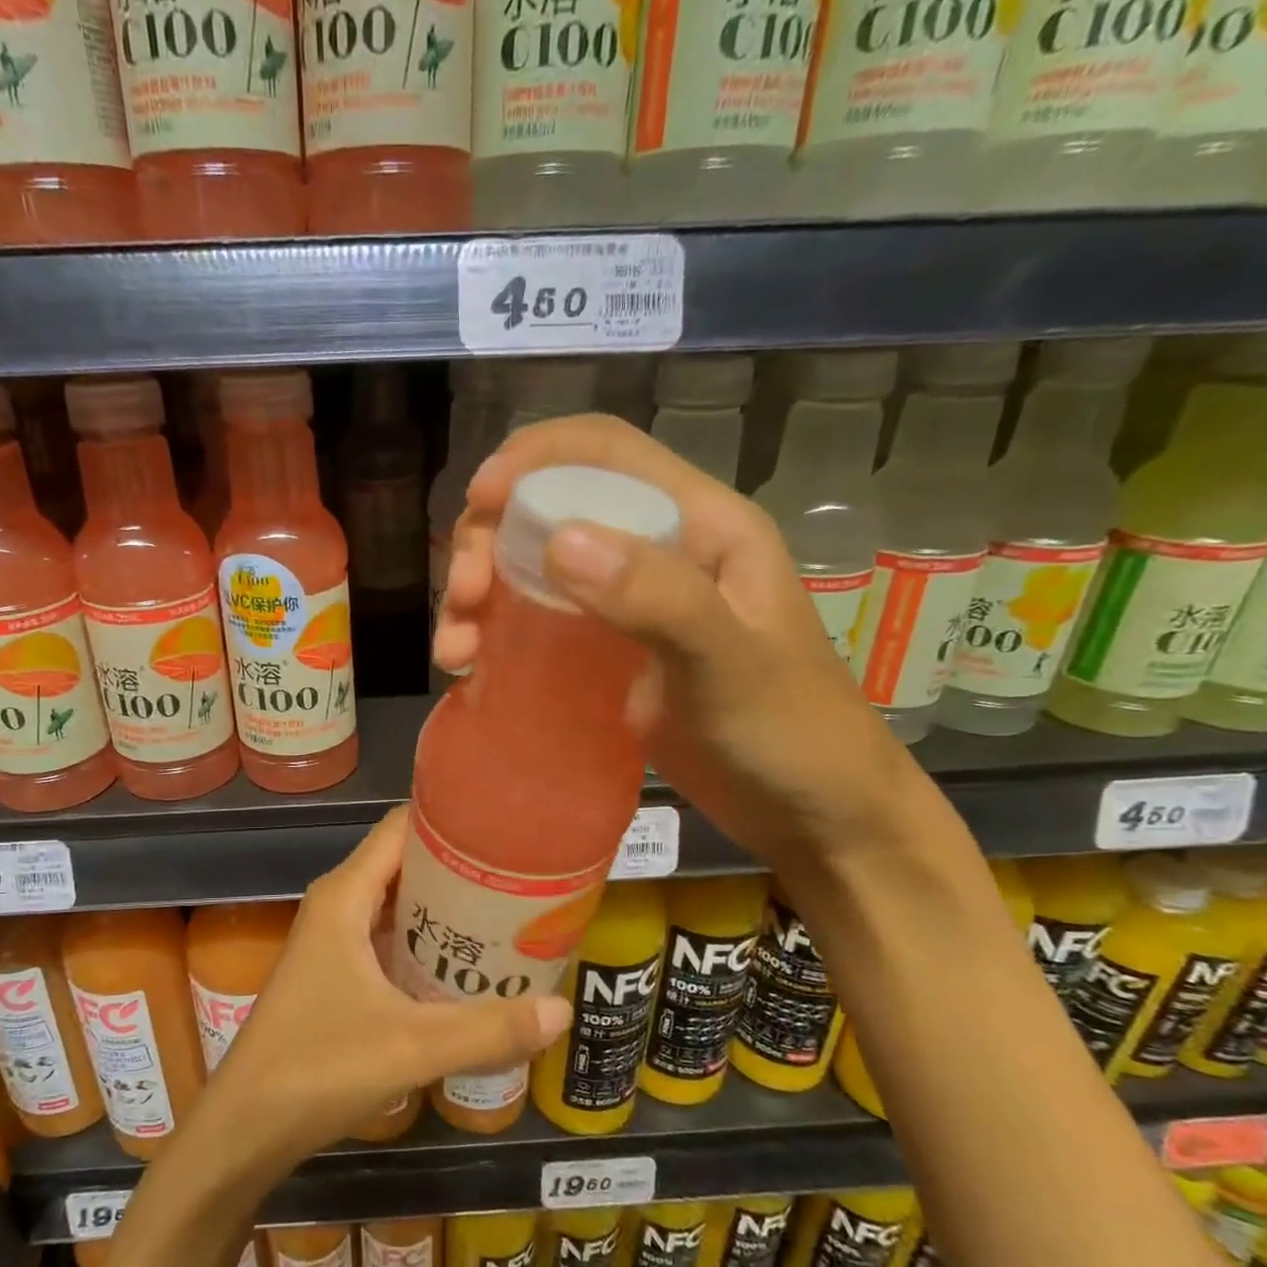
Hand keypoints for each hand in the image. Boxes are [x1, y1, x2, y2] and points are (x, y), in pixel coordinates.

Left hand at [210, 807, 570, 1164]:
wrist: (245, 1127)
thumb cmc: (319, 1068)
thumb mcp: (412, 1046)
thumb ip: (489, 1029)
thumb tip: (563, 1009)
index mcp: (345, 895)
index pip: (401, 828)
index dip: (451, 819)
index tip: (506, 826)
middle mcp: (337, 904)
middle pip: (404, 861)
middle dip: (459, 864)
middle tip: (521, 874)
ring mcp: (333, 939)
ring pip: (396, 901)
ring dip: (444, 905)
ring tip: (506, 911)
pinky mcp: (334, 972)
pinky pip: (387, 935)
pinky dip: (425, 938)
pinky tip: (464, 962)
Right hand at [434, 413, 937, 873]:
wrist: (811, 814)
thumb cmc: (789, 735)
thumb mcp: (729, 664)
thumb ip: (657, 598)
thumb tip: (558, 541)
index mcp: (701, 525)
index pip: (606, 452)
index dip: (534, 458)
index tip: (477, 502)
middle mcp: (658, 550)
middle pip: (552, 506)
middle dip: (490, 538)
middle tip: (463, 597)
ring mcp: (628, 603)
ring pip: (533, 566)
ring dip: (481, 592)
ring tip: (456, 649)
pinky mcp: (607, 653)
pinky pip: (536, 620)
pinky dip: (494, 633)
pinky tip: (471, 667)